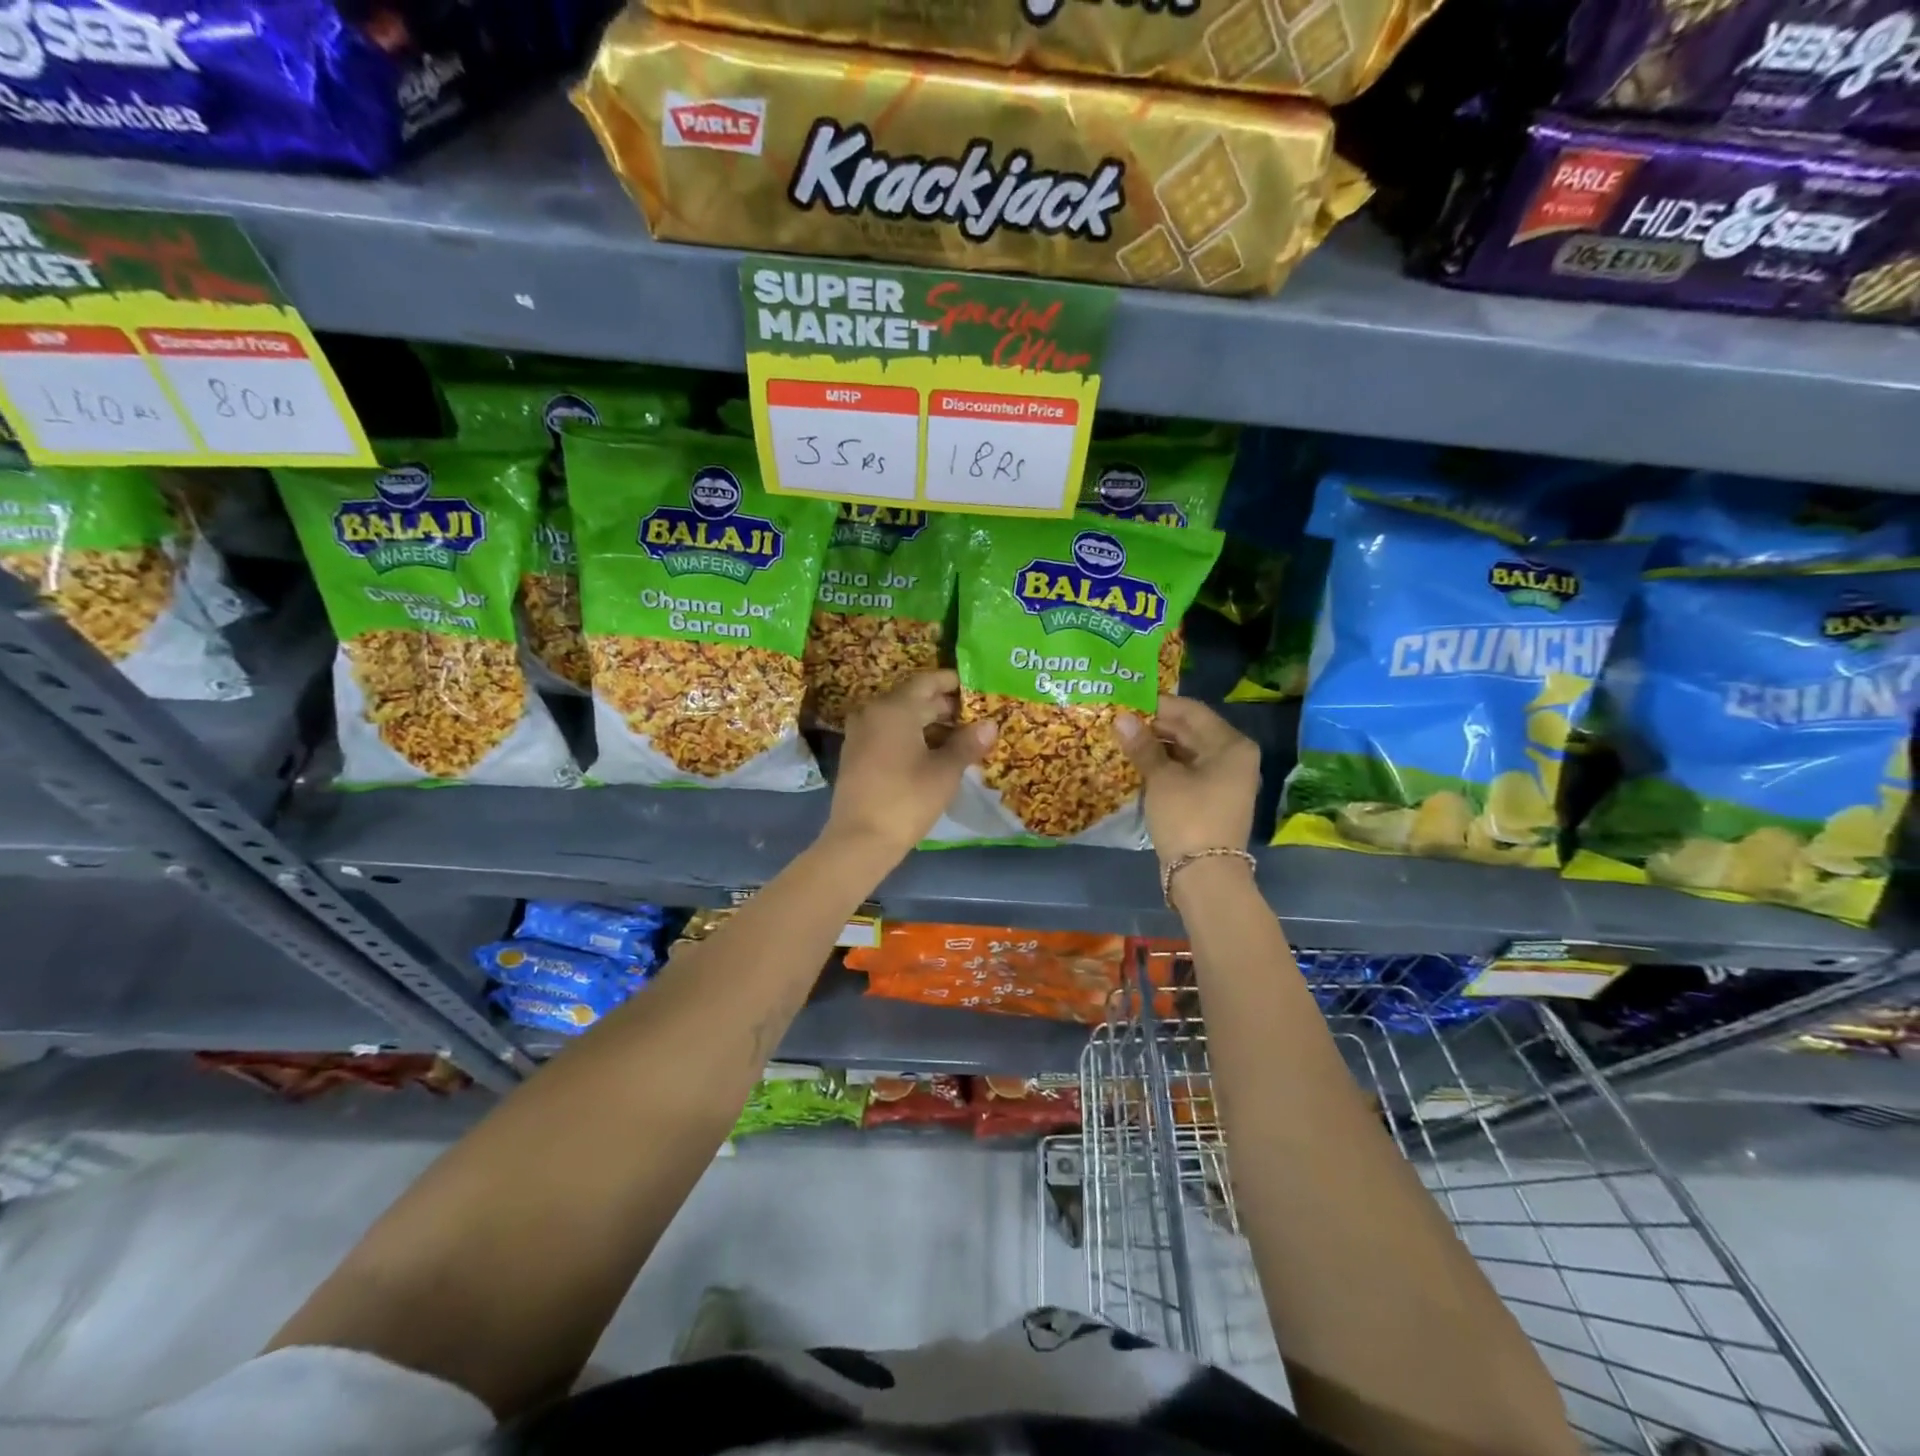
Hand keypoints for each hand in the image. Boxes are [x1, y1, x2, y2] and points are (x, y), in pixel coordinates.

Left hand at [823, 670, 995, 861]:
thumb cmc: (907, 800)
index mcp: (894, 708)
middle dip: (944, 705)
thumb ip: (968, 743)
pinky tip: (934, 753)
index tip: (976, 688)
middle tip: (975, 716)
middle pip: (914, 698)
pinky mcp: (856, 754)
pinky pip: (889, 733)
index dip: (952, 682)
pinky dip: (912, 736)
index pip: (927, 681)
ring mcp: (861, 734)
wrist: (860, 840)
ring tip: (961, 736)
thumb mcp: (945, 772)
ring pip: (901, 717)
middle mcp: (873, 712)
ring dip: (929, 723)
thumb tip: (990, 724)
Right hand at [1113, 696, 1258, 864]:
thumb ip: (1143, 746)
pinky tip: (1139, 763)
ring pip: (1188, 751)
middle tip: (1121, 720)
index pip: (1191, 711)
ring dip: (1158, 746)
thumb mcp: (1161, 779)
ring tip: (1124, 739)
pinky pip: (1188, 770)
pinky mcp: (1213, 798)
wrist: (1205, 875)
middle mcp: (1234, 757)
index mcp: (1230, 745)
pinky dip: (1166, 765)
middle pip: (1191, 730)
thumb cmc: (1187, 818)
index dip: (1158, 705)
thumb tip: (1122, 718)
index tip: (1127, 701)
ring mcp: (1225, 779)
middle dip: (1156, 725)